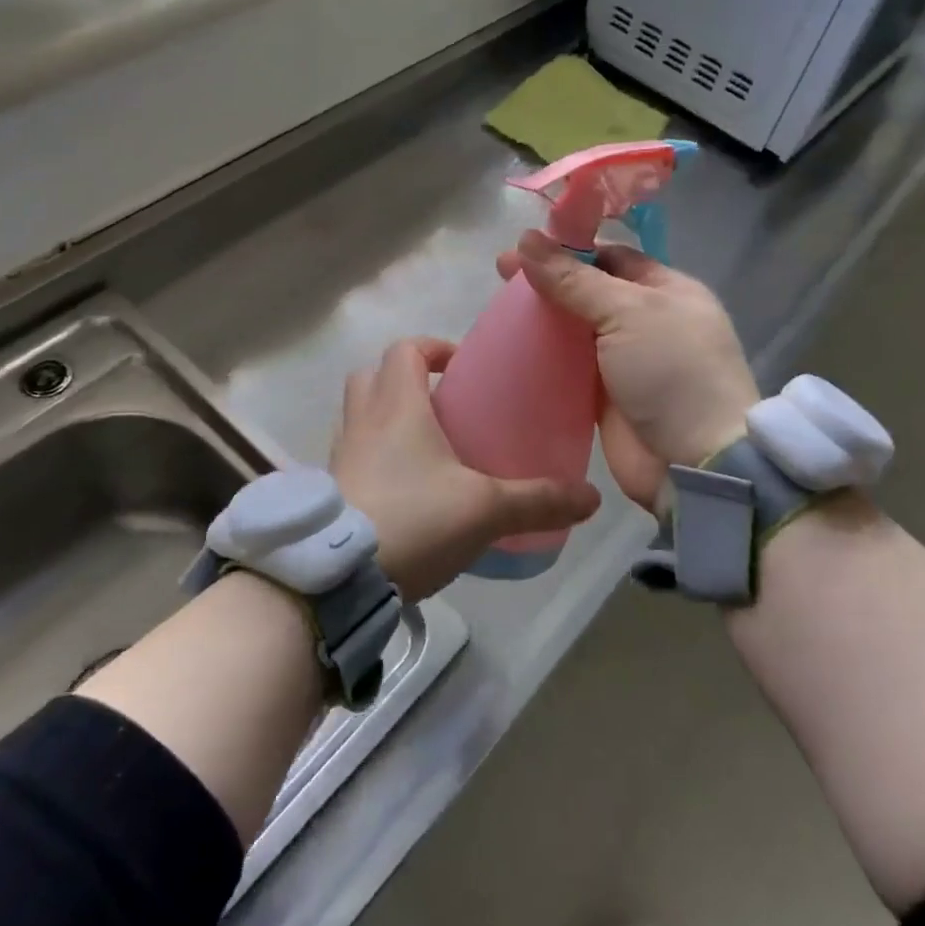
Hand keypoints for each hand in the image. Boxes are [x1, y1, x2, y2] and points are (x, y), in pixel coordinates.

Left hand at [331, 337, 600, 601]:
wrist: (338, 577)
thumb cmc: (413, 520)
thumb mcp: (485, 511)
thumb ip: (538, 501)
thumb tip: (592, 499)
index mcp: (397, 406)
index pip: (406, 350)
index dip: (433, 349)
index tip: (462, 367)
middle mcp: (362, 421)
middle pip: (372, 375)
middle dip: (405, 380)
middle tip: (443, 406)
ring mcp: (340, 456)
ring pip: (358, 415)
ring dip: (386, 418)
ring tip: (426, 449)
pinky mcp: (332, 490)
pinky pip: (353, 455)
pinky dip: (375, 457)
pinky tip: (405, 491)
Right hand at [496, 231, 758, 508]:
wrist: (694, 463)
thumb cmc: (672, 371)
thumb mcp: (627, 312)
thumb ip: (573, 279)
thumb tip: (525, 240)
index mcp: (666, 290)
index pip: (612, 256)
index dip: (570, 247)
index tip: (524, 245)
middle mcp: (646, 321)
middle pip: (588, 291)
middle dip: (548, 281)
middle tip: (501, 274)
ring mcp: (624, 361)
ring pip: (575, 330)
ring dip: (541, 319)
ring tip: (498, 309)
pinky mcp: (603, 397)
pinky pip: (567, 367)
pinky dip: (542, 357)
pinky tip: (509, 348)